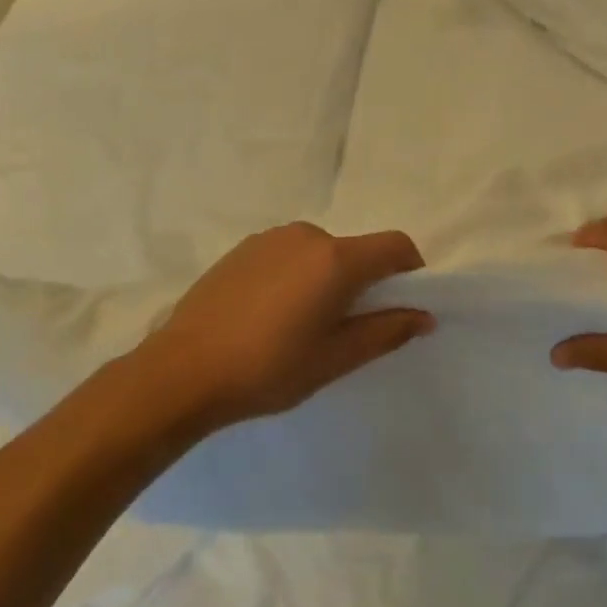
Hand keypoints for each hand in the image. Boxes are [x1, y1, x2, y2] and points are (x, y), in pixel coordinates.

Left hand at [135, 222, 433, 430]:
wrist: (183, 371)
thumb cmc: (269, 368)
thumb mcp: (336, 358)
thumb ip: (386, 331)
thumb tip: (423, 316)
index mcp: (336, 259)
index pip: (395, 246)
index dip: (410, 271)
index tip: (401, 306)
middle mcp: (306, 236)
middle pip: (356, 250)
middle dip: (364, 282)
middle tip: (346, 329)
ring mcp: (269, 239)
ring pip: (320, 253)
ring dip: (327, 279)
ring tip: (302, 326)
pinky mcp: (242, 249)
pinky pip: (288, 255)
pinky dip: (296, 276)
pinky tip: (270, 316)